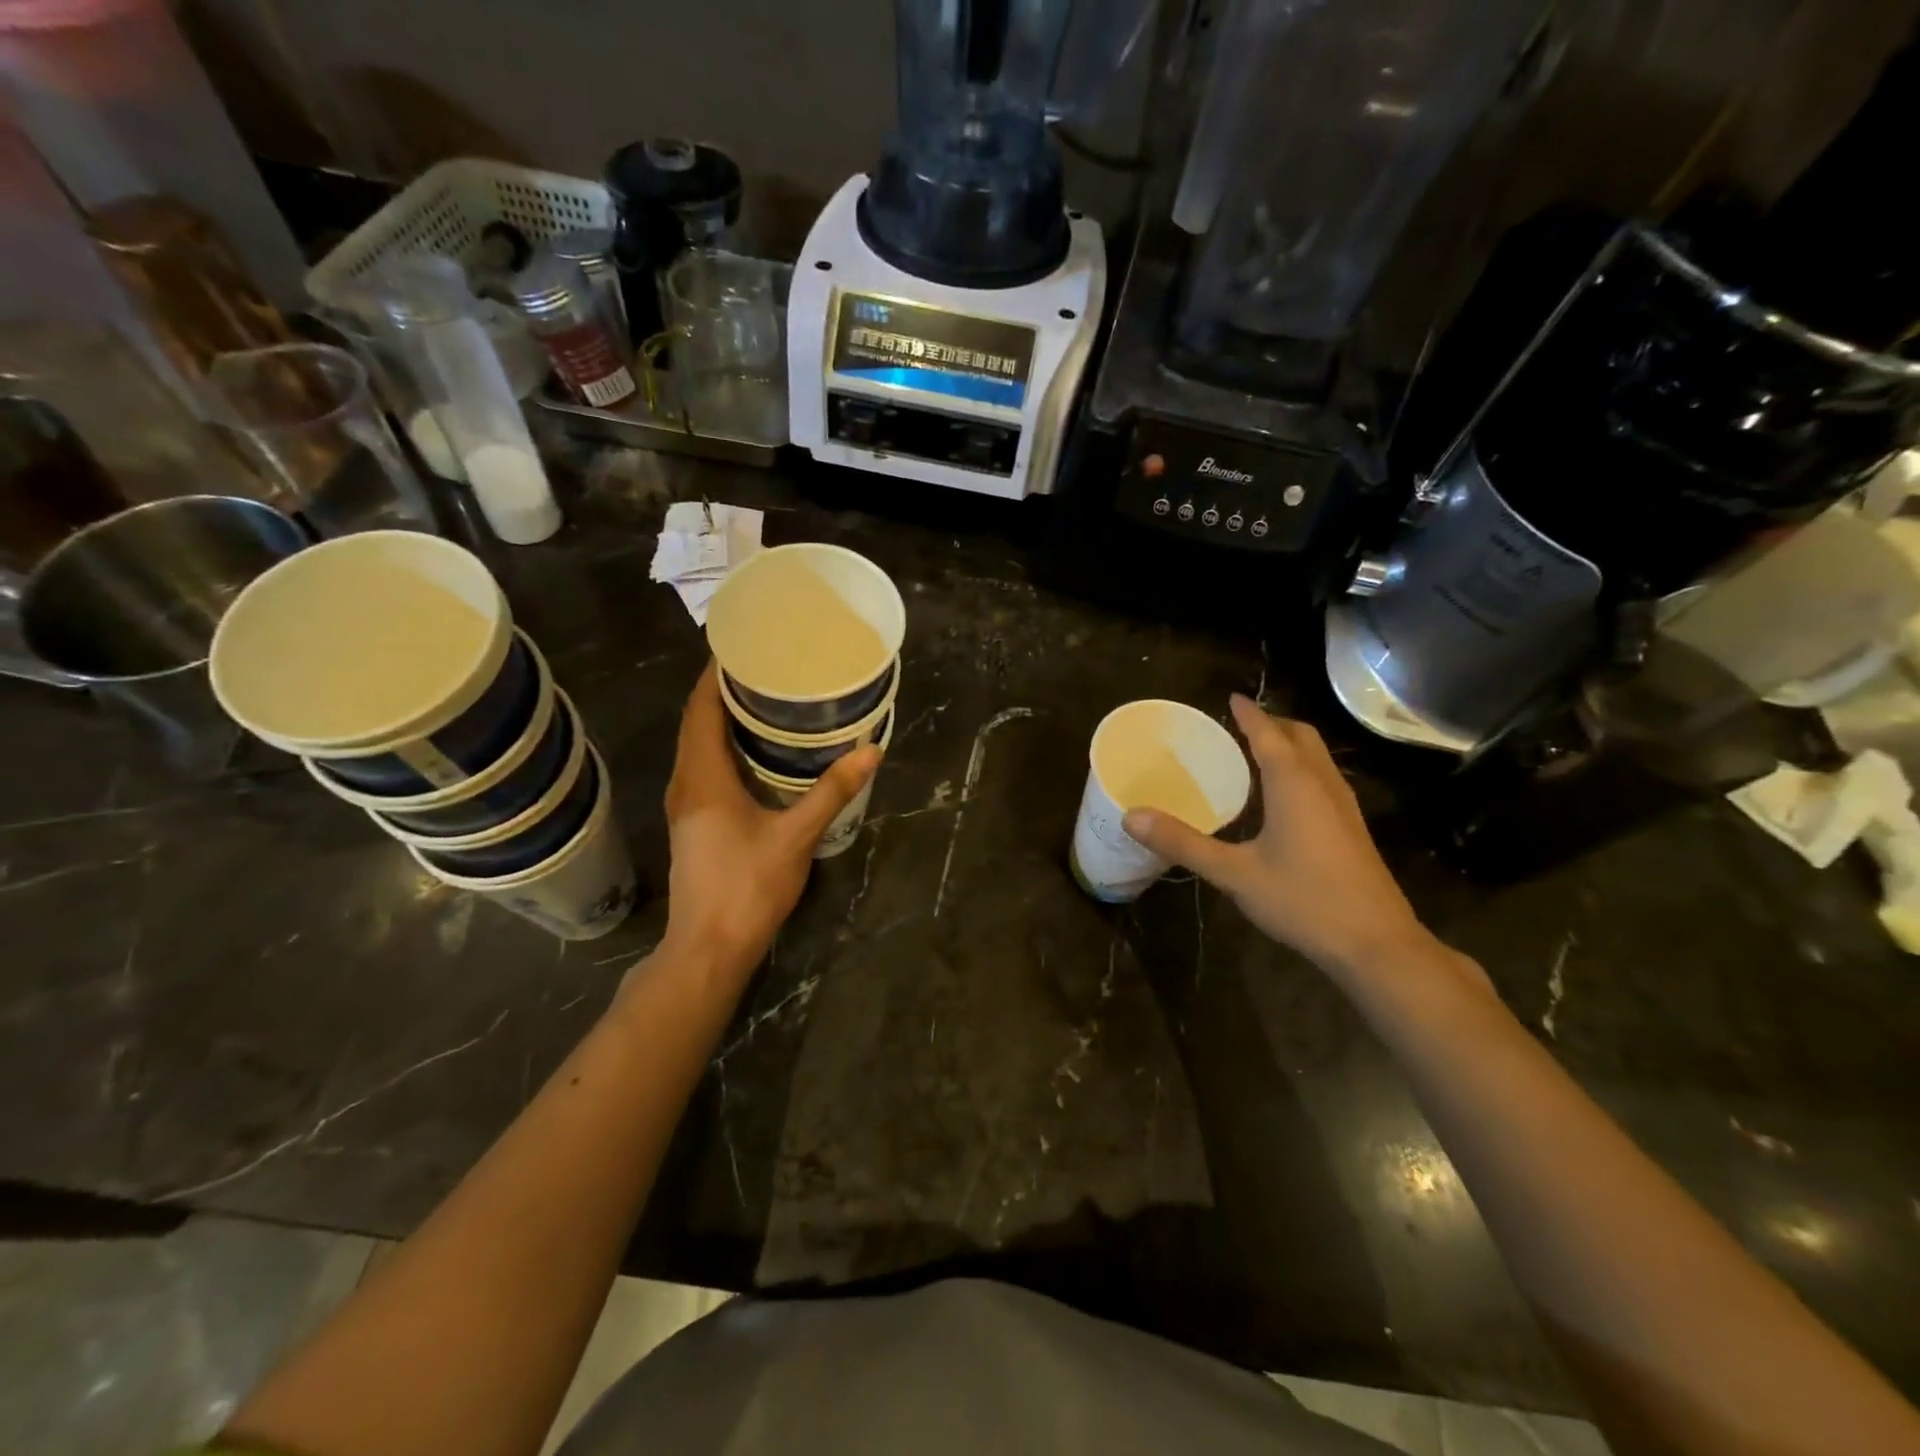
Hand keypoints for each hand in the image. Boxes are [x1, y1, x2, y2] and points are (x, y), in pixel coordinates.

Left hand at [657, 664, 879, 989]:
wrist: (710, 948)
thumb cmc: (748, 888)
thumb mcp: (797, 836)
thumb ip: (832, 791)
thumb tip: (871, 749)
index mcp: (703, 778)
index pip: (701, 709)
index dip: (717, 674)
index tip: (744, 645)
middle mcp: (686, 783)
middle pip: (696, 721)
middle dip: (722, 689)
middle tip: (763, 664)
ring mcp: (686, 804)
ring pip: (696, 744)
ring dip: (720, 716)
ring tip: (761, 695)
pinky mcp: (693, 821)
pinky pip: (702, 765)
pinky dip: (721, 744)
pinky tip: (753, 747)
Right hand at [1123, 696, 1429, 975]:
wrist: (1375, 943)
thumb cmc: (1302, 900)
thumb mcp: (1233, 873)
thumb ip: (1183, 843)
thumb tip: (1132, 816)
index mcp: (1294, 784)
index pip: (1268, 733)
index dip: (1248, 714)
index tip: (1231, 698)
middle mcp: (1323, 784)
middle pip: (1301, 736)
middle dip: (1273, 723)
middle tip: (1240, 726)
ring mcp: (1344, 806)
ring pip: (1317, 757)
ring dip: (1289, 745)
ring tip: (1257, 753)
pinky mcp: (1352, 828)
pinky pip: (1323, 778)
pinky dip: (1300, 768)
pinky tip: (1282, 798)